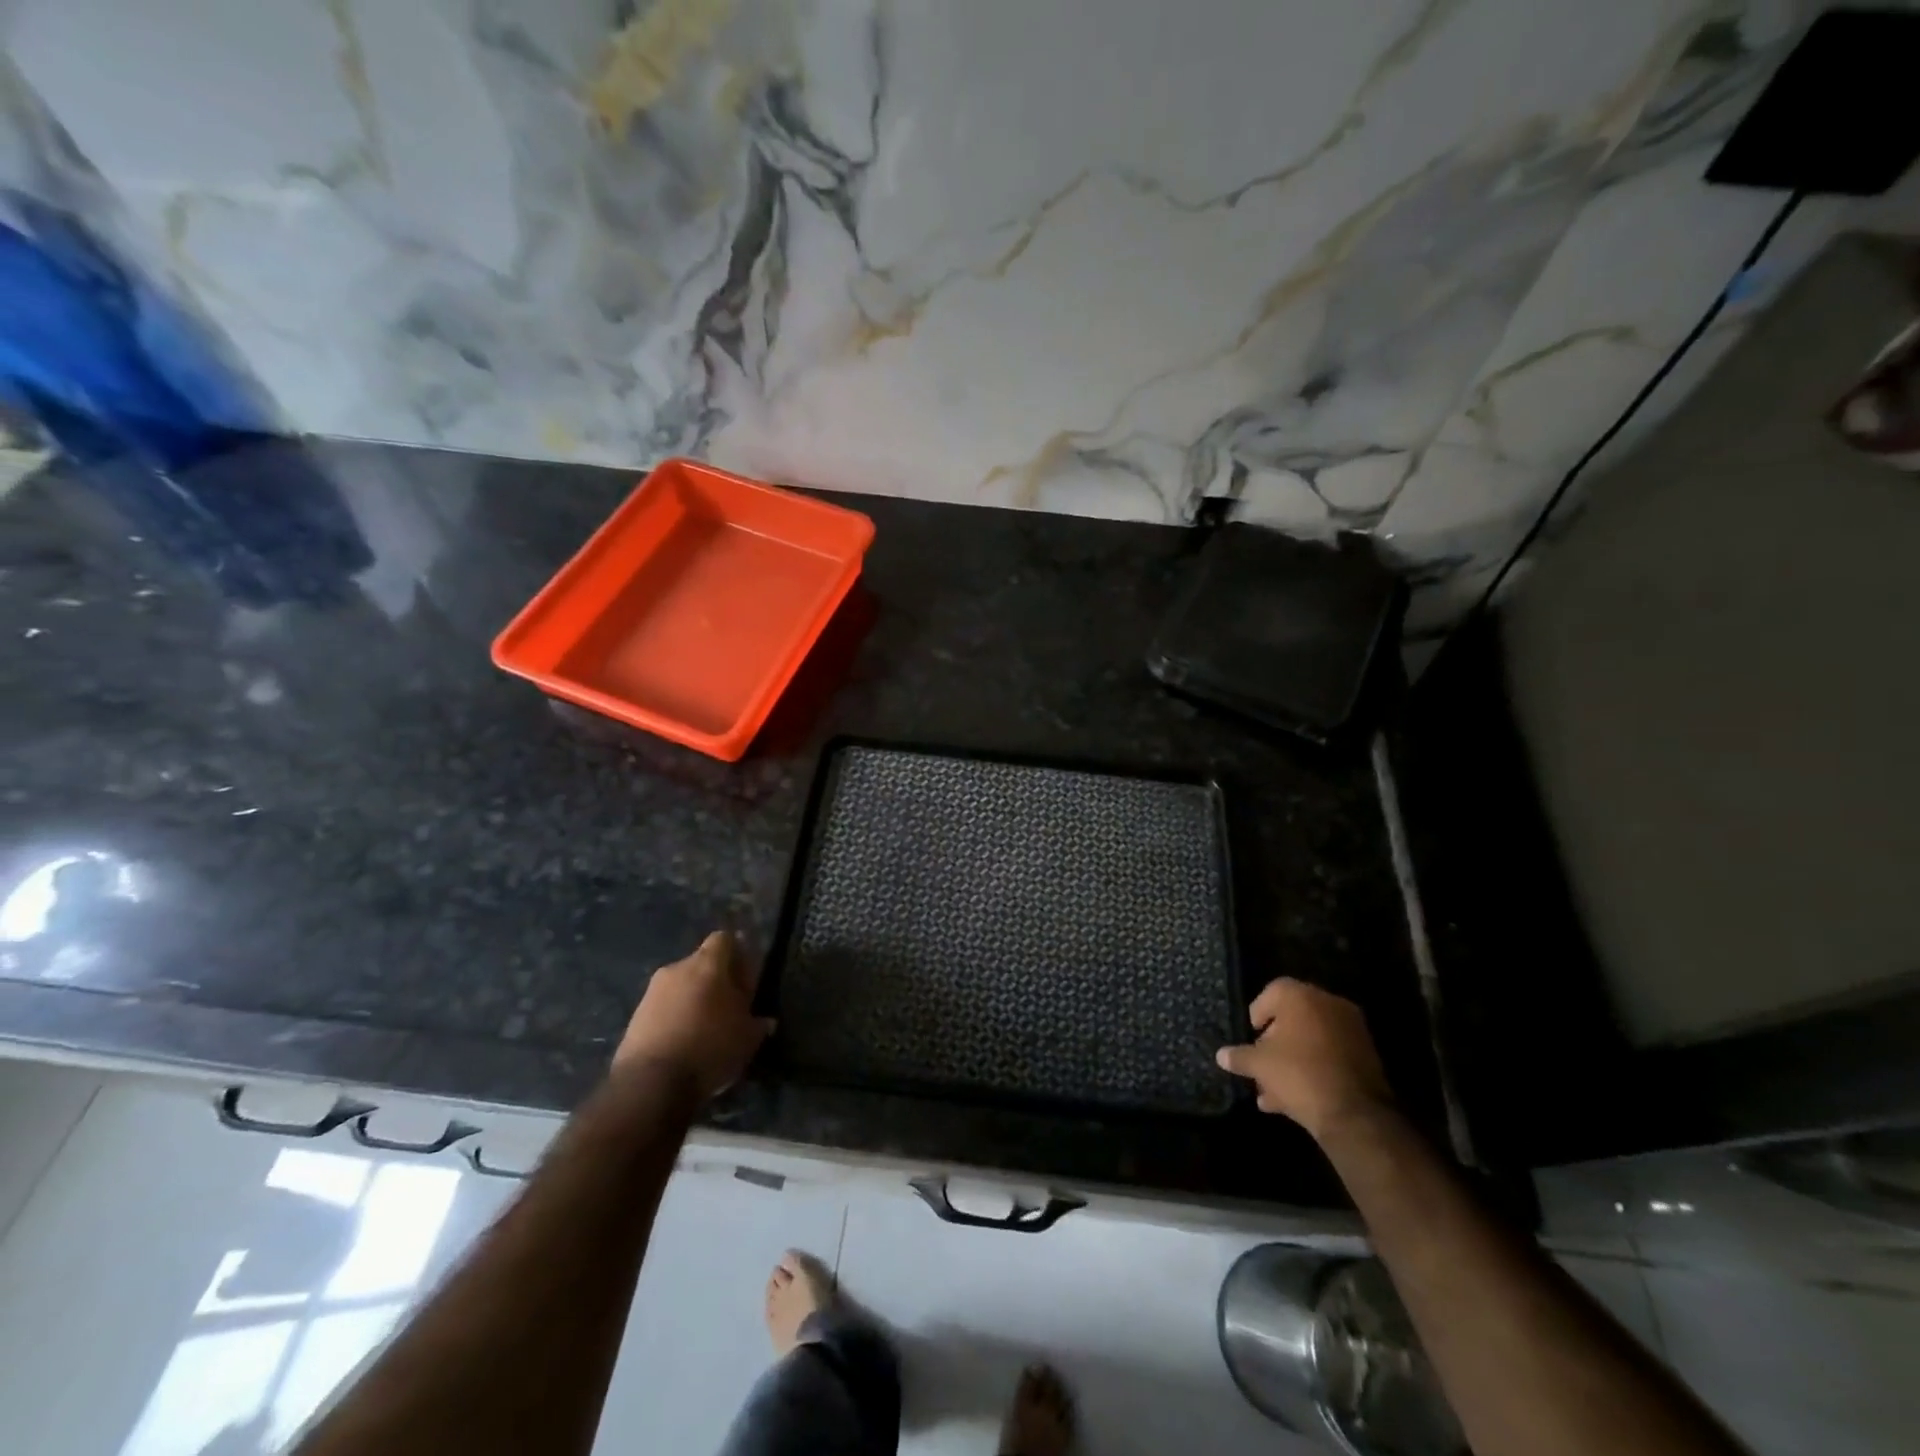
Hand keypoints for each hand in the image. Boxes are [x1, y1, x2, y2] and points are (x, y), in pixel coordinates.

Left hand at [615, 931, 774, 1100]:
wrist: (650, 1084)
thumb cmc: (710, 1048)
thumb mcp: (747, 1038)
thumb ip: (758, 1023)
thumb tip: (766, 1021)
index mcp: (707, 964)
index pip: (724, 939)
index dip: (737, 955)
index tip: (746, 978)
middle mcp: (677, 969)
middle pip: (701, 964)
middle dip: (715, 981)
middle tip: (729, 1008)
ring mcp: (651, 992)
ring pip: (680, 986)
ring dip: (693, 1000)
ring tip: (705, 1030)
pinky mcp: (634, 1017)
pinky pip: (663, 1008)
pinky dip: (674, 1018)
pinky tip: (683, 1044)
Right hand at [1216, 978, 1394, 1140]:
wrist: (1355, 1115)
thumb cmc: (1299, 1075)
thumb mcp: (1259, 1065)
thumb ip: (1239, 1056)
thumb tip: (1221, 1055)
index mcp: (1302, 996)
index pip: (1272, 992)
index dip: (1257, 1014)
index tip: (1250, 1037)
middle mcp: (1329, 1005)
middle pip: (1292, 1018)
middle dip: (1273, 1043)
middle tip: (1260, 1065)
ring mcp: (1352, 1031)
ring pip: (1311, 1041)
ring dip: (1291, 1061)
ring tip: (1271, 1092)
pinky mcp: (1366, 1057)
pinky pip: (1329, 1057)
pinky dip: (1312, 1070)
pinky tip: (1293, 1099)